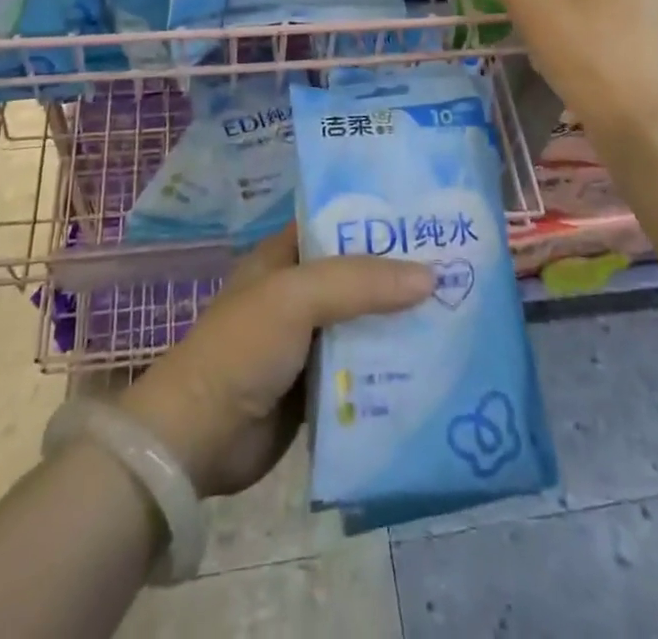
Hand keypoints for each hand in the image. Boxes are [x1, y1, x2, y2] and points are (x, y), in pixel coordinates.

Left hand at [118, 226, 432, 497]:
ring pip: (365, 323)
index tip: (429, 220)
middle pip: (358, 276)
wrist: (198, 439)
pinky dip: (390, 368)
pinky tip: (434, 366)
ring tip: (459, 314)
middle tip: (459, 270)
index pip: (338, 224)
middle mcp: (298, 294)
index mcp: (284, 257)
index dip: (379, 220)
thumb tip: (430, 276)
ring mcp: (307, 342)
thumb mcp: (297, 296)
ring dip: (401, 323)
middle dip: (400, 276)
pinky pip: (362, 370)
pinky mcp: (316, 388)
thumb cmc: (243, 347)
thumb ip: (361, 282)